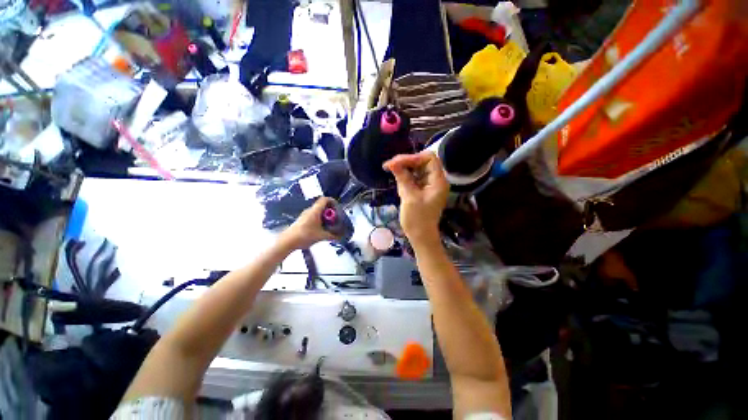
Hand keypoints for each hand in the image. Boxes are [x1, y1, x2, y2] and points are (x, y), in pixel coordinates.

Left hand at [279, 197, 336, 249]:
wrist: (287, 241)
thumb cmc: (305, 236)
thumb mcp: (321, 236)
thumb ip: (332, 236)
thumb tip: (341, 237)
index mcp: (315, 211)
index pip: (325, 199)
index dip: (332, 201)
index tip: (338, 207)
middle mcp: (310, 210)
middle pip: (322, 206)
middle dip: (330, 211)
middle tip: (336, 218)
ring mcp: (305, 215)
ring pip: (318, 211)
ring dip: (324, 216)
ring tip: (330, 224)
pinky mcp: (302, 220)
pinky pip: (313, 216)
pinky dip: (319, 219)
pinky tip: (321, 228)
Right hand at [383, 151, 448, 246]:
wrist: (420, 236)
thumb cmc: (417, 219)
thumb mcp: (409, 197)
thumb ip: (402, 178)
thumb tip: (392, 162)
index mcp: (438, 181)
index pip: (429, 158)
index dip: (413, 157)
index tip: (398, 162)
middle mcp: (435, 180)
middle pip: (422, 162)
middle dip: (406, 162)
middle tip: (389, 165)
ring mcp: (429, 185)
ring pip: (416, 169)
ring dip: (403, 169)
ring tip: (390, 170)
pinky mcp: (422, 190)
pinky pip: (414, 178)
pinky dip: (405, 177)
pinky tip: (397, 179)